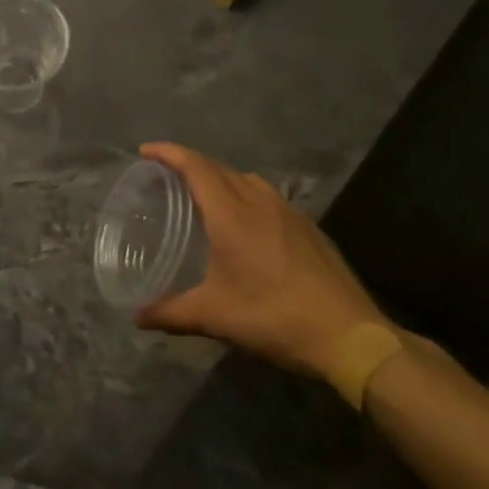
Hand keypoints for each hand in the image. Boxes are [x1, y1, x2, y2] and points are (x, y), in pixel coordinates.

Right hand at [135, 143, 392, 379]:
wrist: (351, 336)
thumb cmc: (276, 318)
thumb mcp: (216, 318)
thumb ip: (172, 313)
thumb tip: (138, 317)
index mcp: (232, 215)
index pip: (195, 166)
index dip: (169, 153)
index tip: (145, 151)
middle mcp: (259, 202)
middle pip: (218, 167)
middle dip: (189, 163)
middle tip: (164, 176)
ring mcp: (289, 212)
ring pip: (246, 179)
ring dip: (219, 177)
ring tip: (202, 196)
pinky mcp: (308, 227)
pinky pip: (267, 195)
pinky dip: (244, 194)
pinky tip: (244, 223)